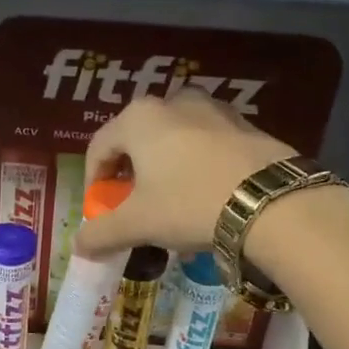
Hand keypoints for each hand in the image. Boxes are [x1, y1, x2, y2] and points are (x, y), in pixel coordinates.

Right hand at [73, 89, 295, 257]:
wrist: (270, 202)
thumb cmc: (188, 204)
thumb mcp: (137, 224)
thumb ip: (101, 233)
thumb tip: (78, 246)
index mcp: (138, 118)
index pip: (99, 148)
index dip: (93, 182)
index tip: (99, 211)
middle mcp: (173, 102)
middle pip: (136, 140)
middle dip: (128, 175)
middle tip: (132, 207)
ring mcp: (213, 109)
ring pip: (172, 140)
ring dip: (162, 169)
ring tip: (168, 202)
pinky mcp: (244, 125)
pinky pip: (204, 144)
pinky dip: (194, 167)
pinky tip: (203, 197)